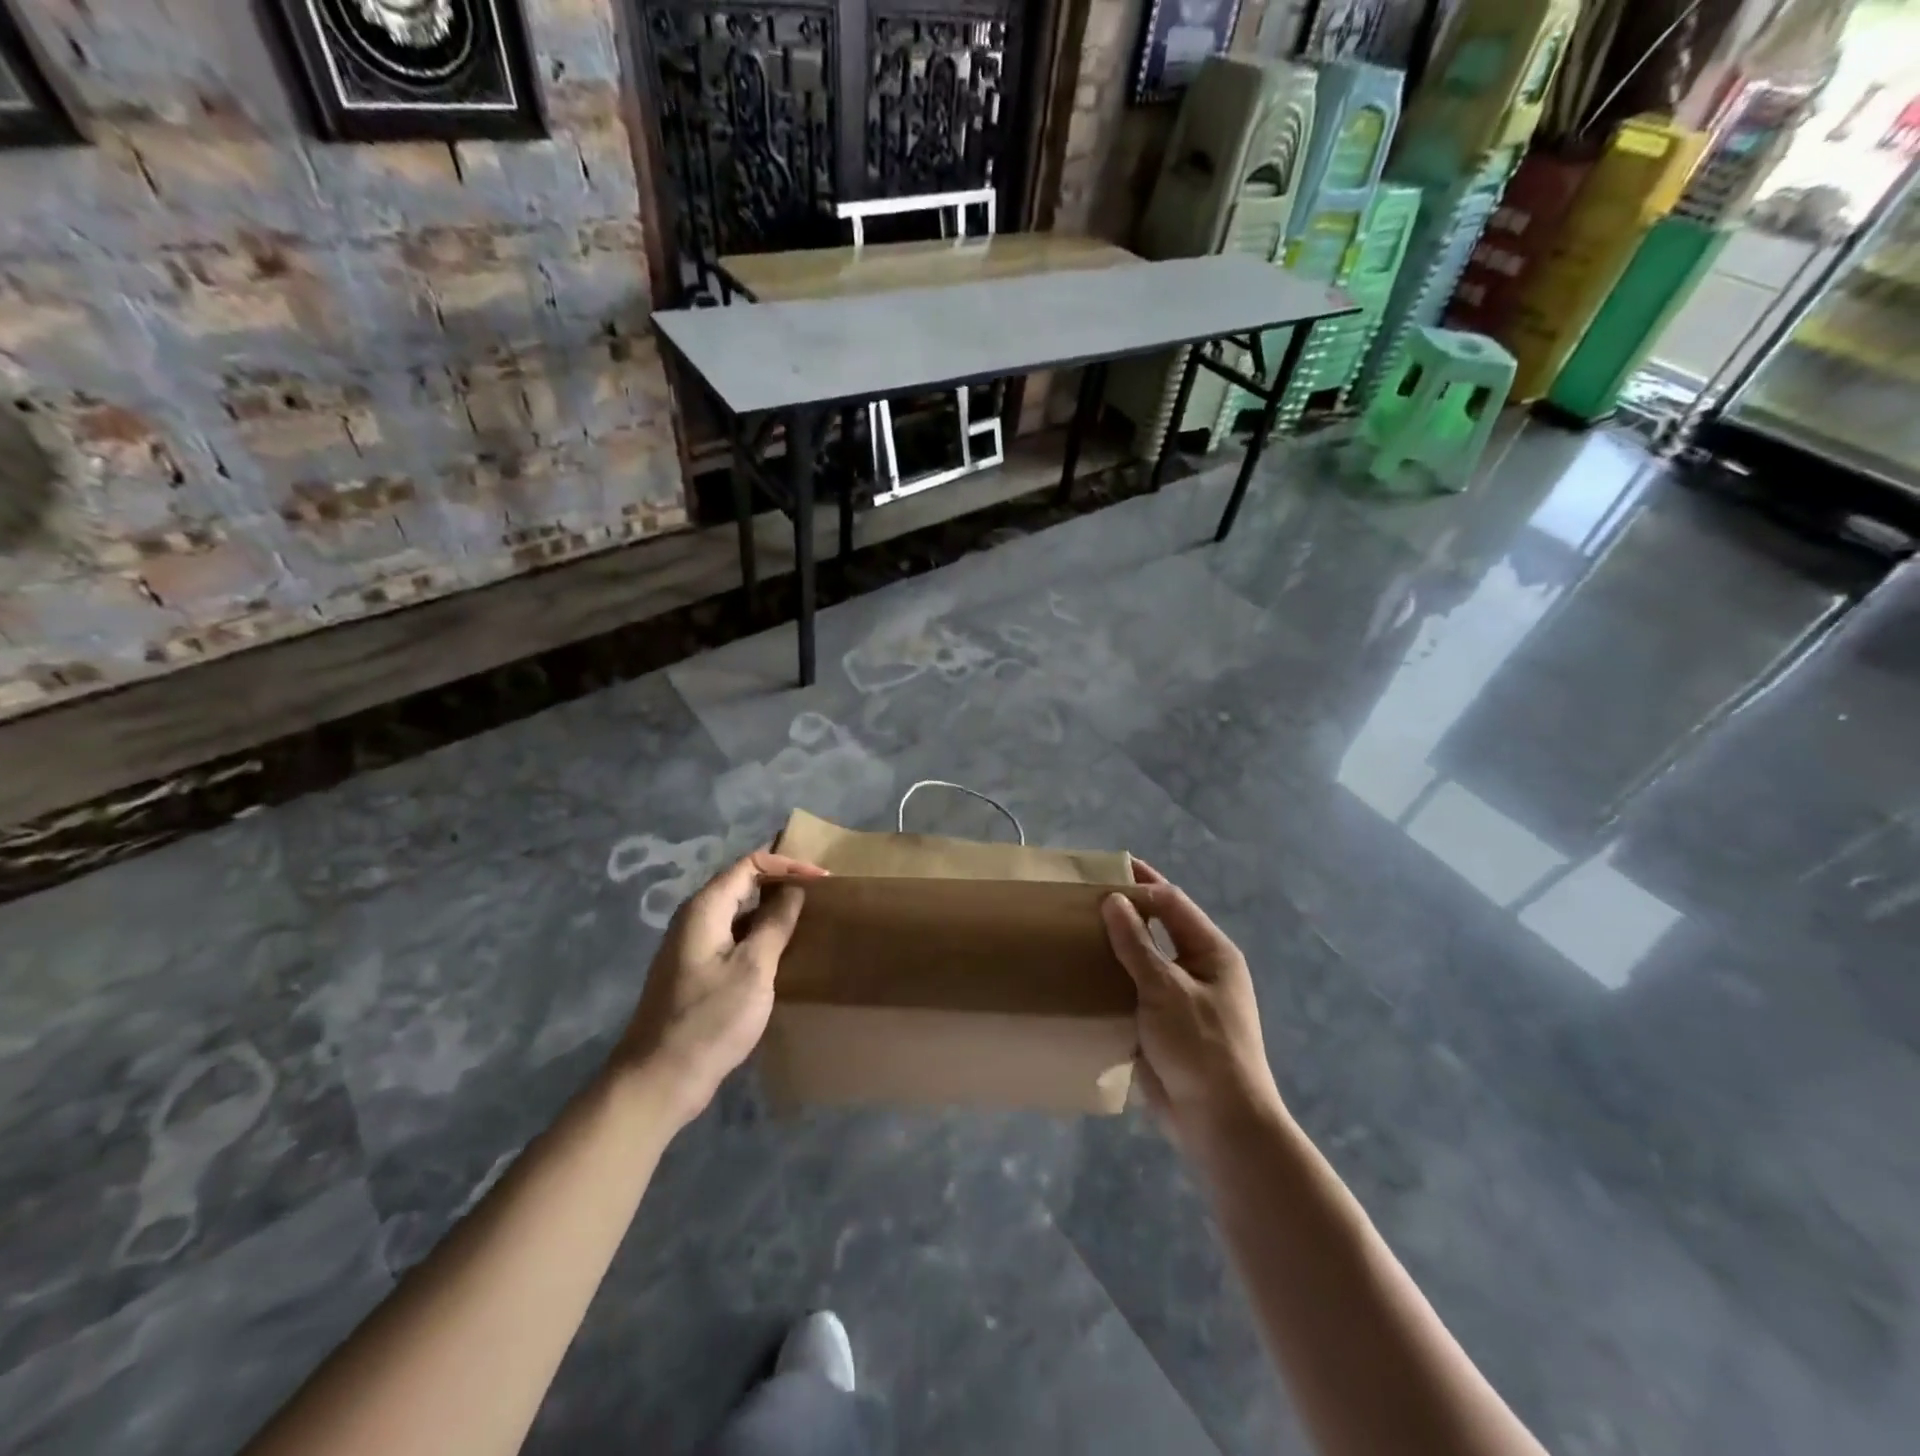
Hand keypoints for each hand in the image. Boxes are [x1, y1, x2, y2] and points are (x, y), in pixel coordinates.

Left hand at [614, 847, 827, 1126]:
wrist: (660, 1079)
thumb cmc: (710, 1020)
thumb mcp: (753, 968)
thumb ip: (775, 923)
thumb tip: (793, 890)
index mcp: (704, 909)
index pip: (749, 865)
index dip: (787, 865)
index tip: (822, 880)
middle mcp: (694, 919)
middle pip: (741, 884)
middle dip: (781, 883)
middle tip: (820, 893)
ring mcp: (692, 946)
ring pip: (738, 913)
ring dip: (772, 911)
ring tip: (808, 917)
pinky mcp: (696, 972)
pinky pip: (733, 938)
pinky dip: (759, 935)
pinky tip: (782, 952)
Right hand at [1101, 861, 1283, 1155]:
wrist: (1220, 1123)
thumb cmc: (1201, 1047)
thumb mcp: (1166, 989)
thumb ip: (1137, 944)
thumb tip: (1114, 899)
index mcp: (1211, 952)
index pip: (1171, 902)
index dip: (1139, 883)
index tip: (1101, 872)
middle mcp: (1198, 969)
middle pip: (1158, 928)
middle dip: (1124, 912)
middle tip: (1082, 898)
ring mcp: (1181, 998)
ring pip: (1143, 960)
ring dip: (1114, 946)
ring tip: (1075, 931)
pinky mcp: (1164, 1025)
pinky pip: (1134, 991)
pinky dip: (1112, 980)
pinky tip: (1082, 975)